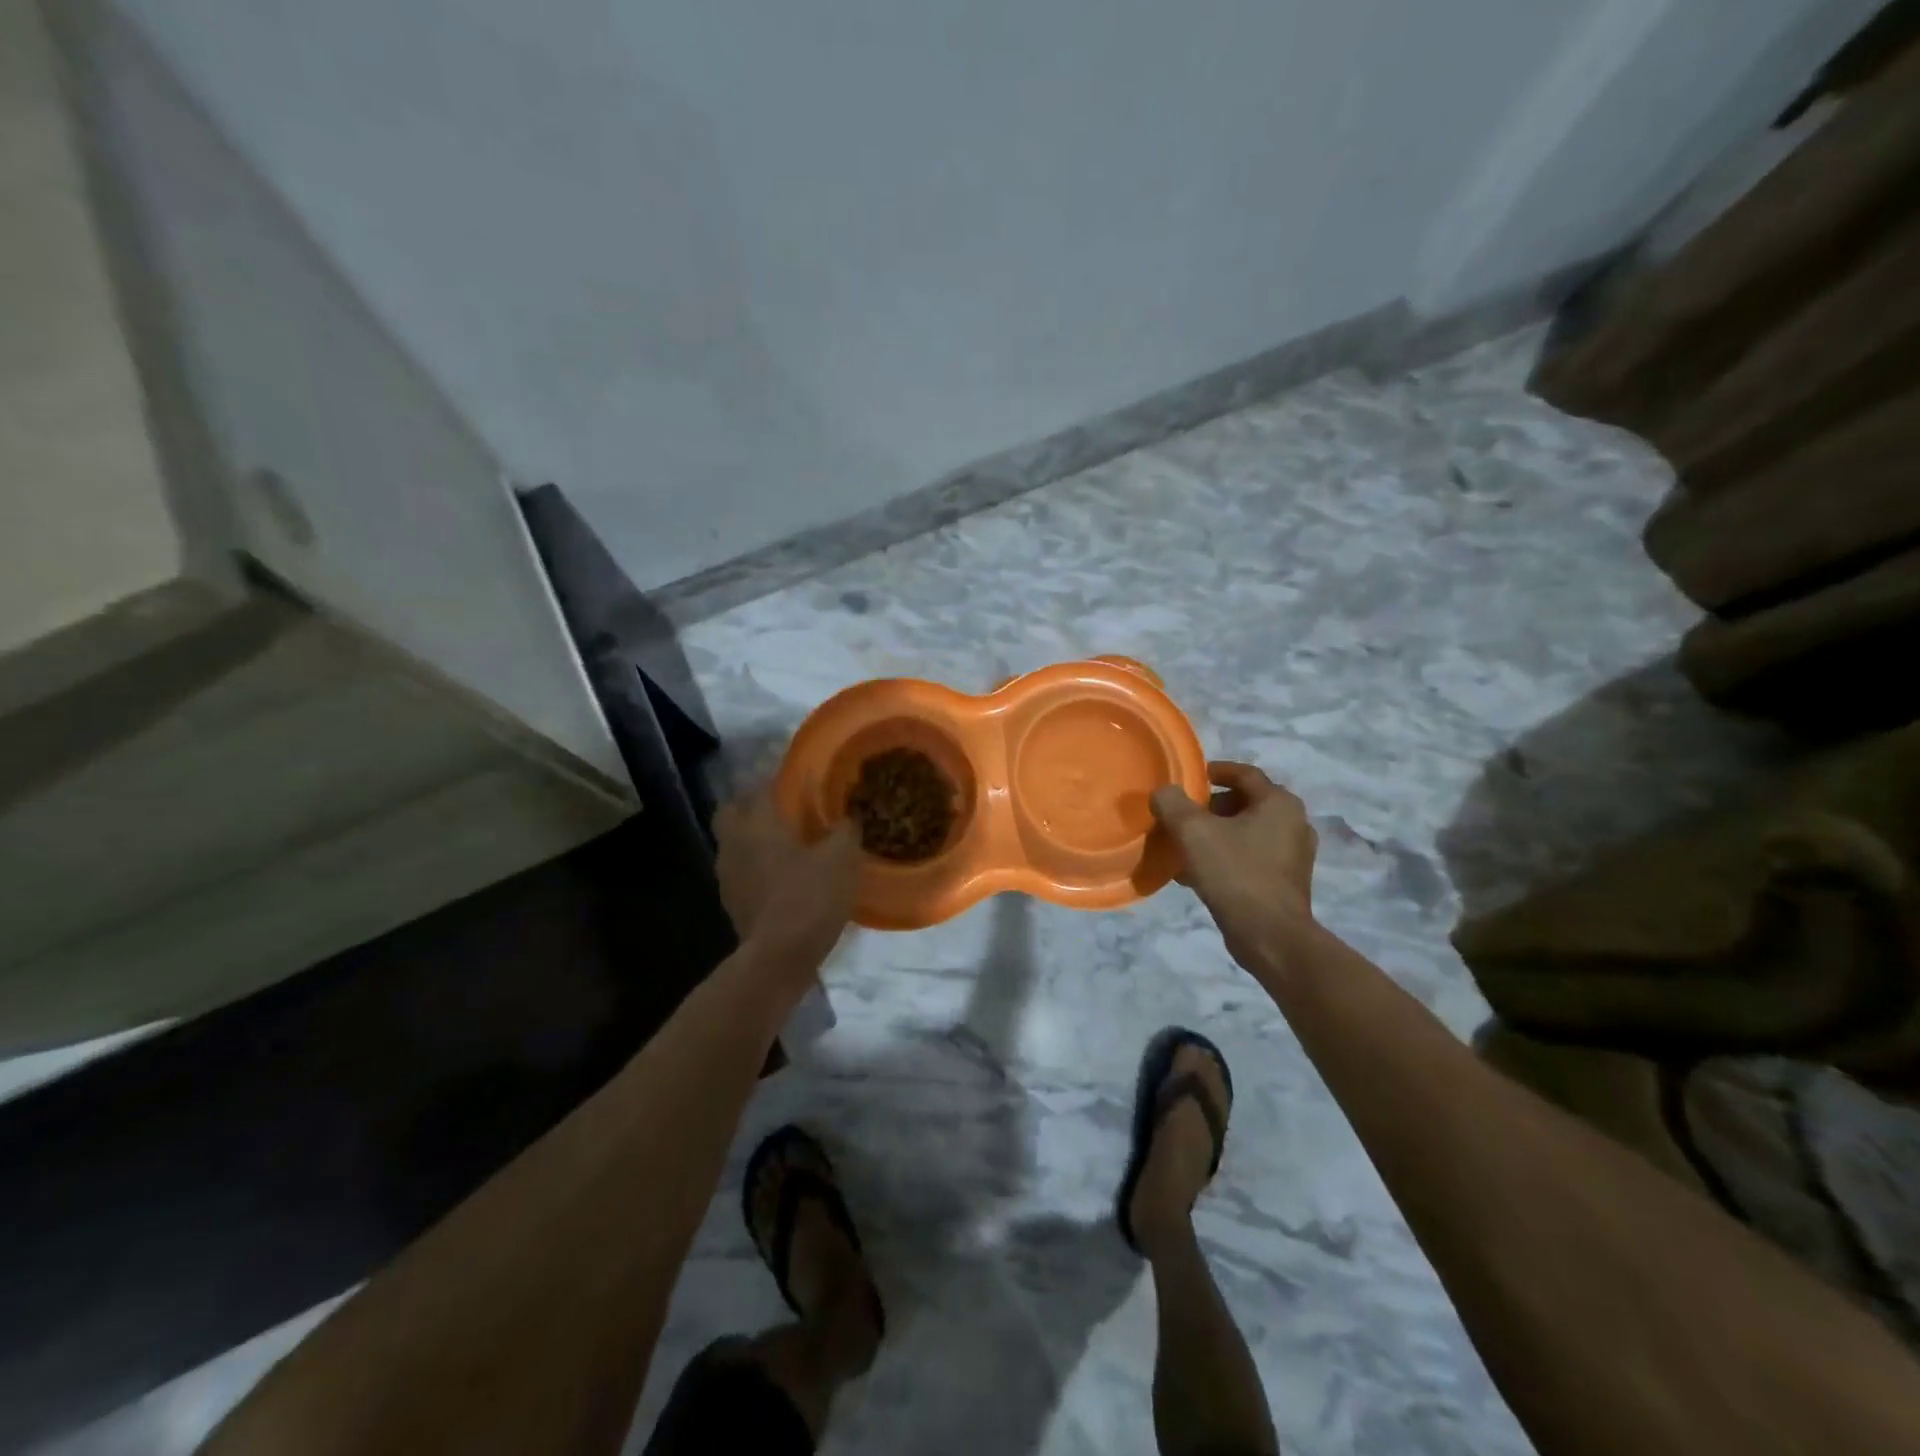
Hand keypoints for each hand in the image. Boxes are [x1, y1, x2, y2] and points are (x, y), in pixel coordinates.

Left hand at [714, 787, 859, 968]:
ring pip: (735, 844)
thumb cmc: (809, 896)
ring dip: (754, 840)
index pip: (760, 787)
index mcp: (757, 823)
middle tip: (782, 811)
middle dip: (751, 806)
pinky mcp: (732, 903)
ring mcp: (727, 876)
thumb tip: (849, 816)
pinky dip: (757, 869)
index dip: (779, 781)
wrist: (779, 957)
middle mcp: (734, 843)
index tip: (798, 781)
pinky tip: (783, 879)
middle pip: (732, 812)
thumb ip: (845, 830)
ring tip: (786, 847)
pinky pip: (742, 873)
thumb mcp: (842, 858)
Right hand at [1150, 762, 1317, 969]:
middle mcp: (1294, 823)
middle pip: (1244, 803)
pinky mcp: (1286, 881)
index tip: (1188, 779)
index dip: (1213, 771)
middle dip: (1209, 808)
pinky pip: (1250, 857)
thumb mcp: (1193, 832)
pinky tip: (1197, 874)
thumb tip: (1163, 792)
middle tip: (1181, 817)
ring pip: (1246, 832)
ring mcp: (1293, 855)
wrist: (1270, 936)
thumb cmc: (1234, 873)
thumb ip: (1172, 804)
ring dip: (1215, 835)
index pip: (1244, 773)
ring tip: (1184, 847)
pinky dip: (1225, 857)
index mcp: (1279, 803)